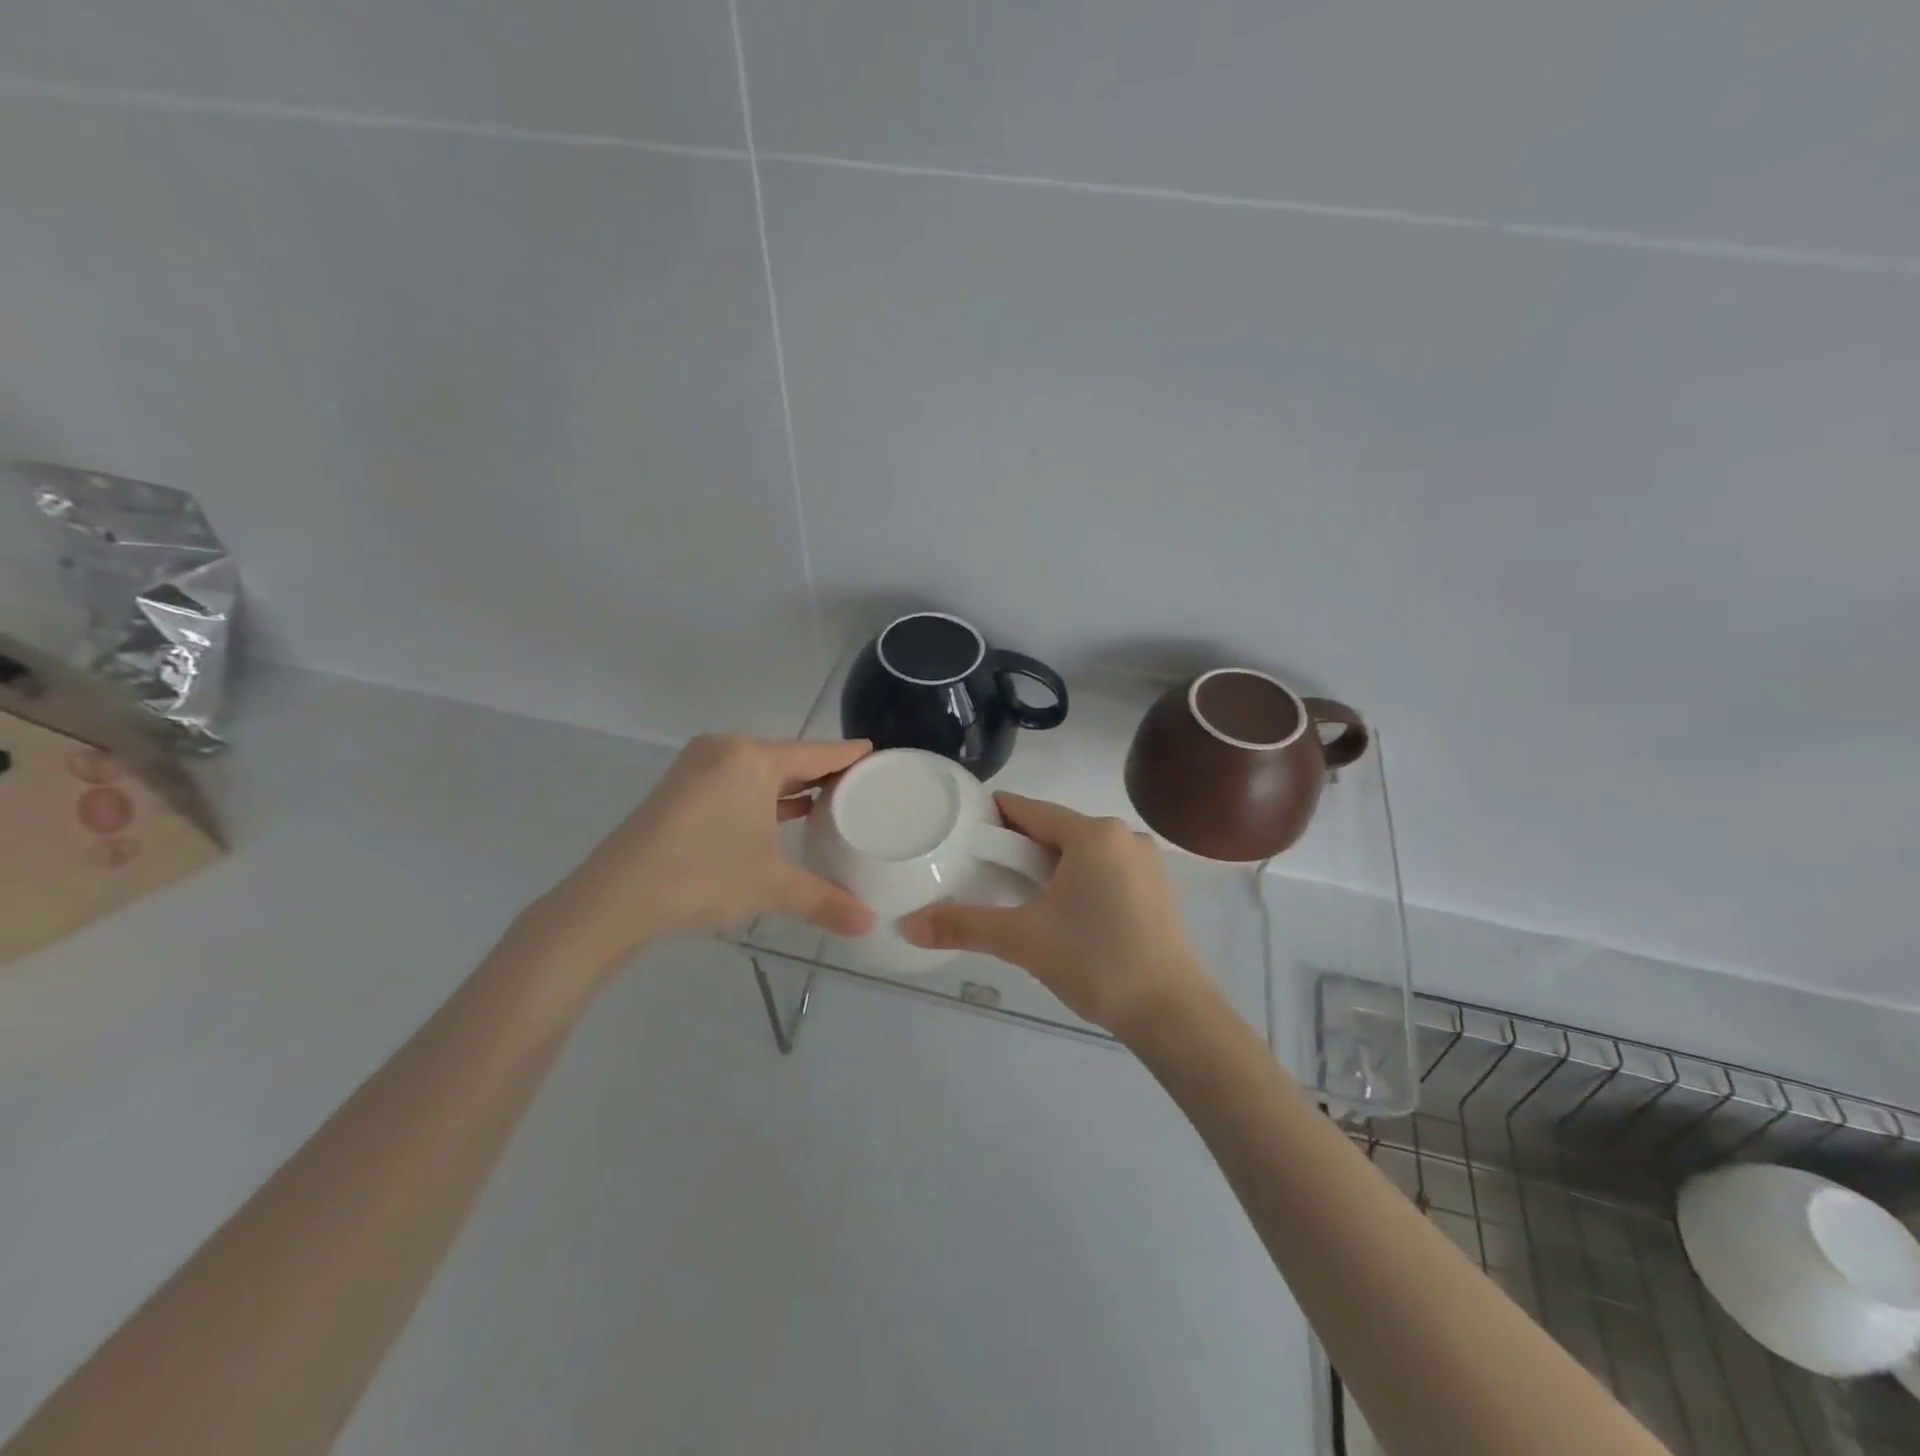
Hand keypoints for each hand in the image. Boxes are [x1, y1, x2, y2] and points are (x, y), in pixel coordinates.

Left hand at [531, 735, 877, 968]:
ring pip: (760, 771)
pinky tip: (784, 815)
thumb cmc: (702, 876)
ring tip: (831, 802)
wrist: (613, 899)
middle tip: (863, 788)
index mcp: (752, 759)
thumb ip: (825, 900)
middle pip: (789, 757)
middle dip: (824, 774)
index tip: (880, 757)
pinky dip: (763, 796)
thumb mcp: (772, 887)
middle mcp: (726, 751)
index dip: (851, 756)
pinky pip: (737, 782)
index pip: (818, 752)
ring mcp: (698, 767)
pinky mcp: (680, 788)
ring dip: (792, 787)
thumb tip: (871, 924)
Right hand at [899, 794, 1212, 1040]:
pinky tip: (1060, 912)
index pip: (1029, 809)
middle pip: (1054, 831)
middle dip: (1017, 848)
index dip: (993, 817)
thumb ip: (964, 926)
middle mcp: (1123, 836)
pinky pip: (1103, 871)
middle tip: (980, 873)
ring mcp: (1145, 864)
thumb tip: (907, 926)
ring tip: (1014, 897)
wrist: (1173, 1014)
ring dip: (1046, 867)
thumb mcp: (1024, 940)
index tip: (962, 830)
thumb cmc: (1097, 962)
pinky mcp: (1156, 890)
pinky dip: (1075, 881)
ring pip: (1080, 853)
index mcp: (1093, 834)